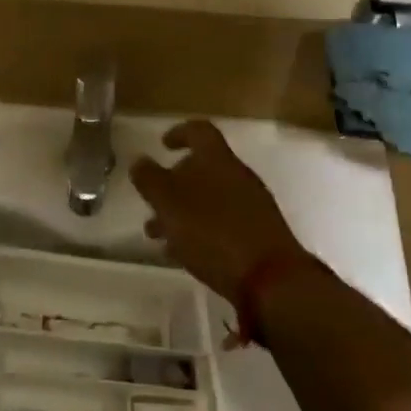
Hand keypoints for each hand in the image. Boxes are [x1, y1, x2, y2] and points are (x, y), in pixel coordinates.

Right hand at [130, 120, 307, 299]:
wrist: (271, 279)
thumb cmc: (212, 232)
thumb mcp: (169, 204)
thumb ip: (150, 180)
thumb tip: (139, 161)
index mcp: (217, 160)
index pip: (199, 131)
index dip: (179, 133)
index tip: (162, 144)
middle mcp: (237, 176)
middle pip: (203, 168)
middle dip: (173, 184)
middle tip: (151, 201)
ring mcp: (251, 205)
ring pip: (209, 199)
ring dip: (182, 211)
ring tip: (158, 236)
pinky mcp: (258, 234)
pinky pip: (222, 222)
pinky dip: (200, 230)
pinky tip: (185, 253)